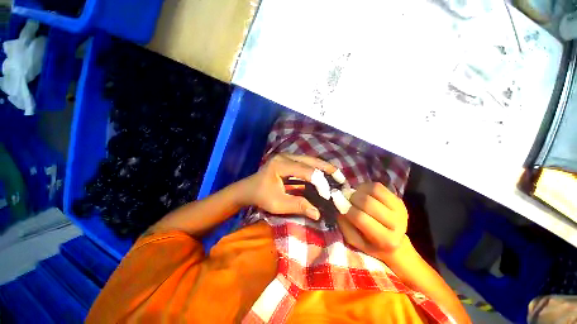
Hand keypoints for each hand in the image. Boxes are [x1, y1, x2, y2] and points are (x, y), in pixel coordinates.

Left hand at [243, 154, 336, 219]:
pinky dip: (316, 168)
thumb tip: (318, 213)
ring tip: (337, 175)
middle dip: (327, 169)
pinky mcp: (289, 160)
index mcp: (280, 164)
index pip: (305, 171)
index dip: (319, 182)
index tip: (328, 194)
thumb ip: (298, 206)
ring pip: (310, 160)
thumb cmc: (261, 196)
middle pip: (310, 160)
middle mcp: (285, 156)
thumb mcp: (278, 204)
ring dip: (323, 167)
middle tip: (341, 177)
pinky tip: (324, 174)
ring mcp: (287, 156)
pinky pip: (306, 162)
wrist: (248, 189)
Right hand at [337, 183, 407, 255]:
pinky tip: (363, 193)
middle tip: (348, 200)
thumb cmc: (368, 242)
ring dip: (359, 191)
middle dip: (353, 199)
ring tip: (355, 196)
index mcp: (385, 240)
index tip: (341, 206)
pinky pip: (378, 186)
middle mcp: (397, 225)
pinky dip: (366, 186)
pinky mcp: (399, 200)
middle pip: (368, 203)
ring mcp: (400, 210)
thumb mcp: (353, 239)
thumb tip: (340, 202)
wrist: (392, 239)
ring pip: (374, 191)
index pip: (360, 218)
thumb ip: (345, 223)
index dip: (347, 209)